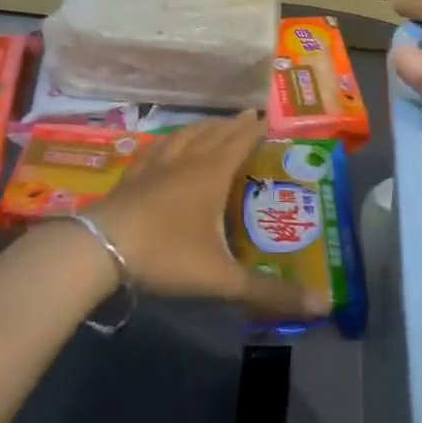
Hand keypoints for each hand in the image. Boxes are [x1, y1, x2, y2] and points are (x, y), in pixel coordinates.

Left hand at [91, 112, 329, 318]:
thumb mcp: (221, 278)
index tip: (269, 117)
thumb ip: (268, 293)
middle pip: (214, 133)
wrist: (98, 250)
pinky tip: (165, 146)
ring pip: (185, 136)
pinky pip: (156, 149)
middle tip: (248, 117)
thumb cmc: (166, 254)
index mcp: (211, 174)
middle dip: (233, 125)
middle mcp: (186, 161)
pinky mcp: (131, 177)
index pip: (240, 141)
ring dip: (203, 127)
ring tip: (213, 125)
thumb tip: (323, 305)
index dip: (256, 129)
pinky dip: (169, 142)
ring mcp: (155, 166)